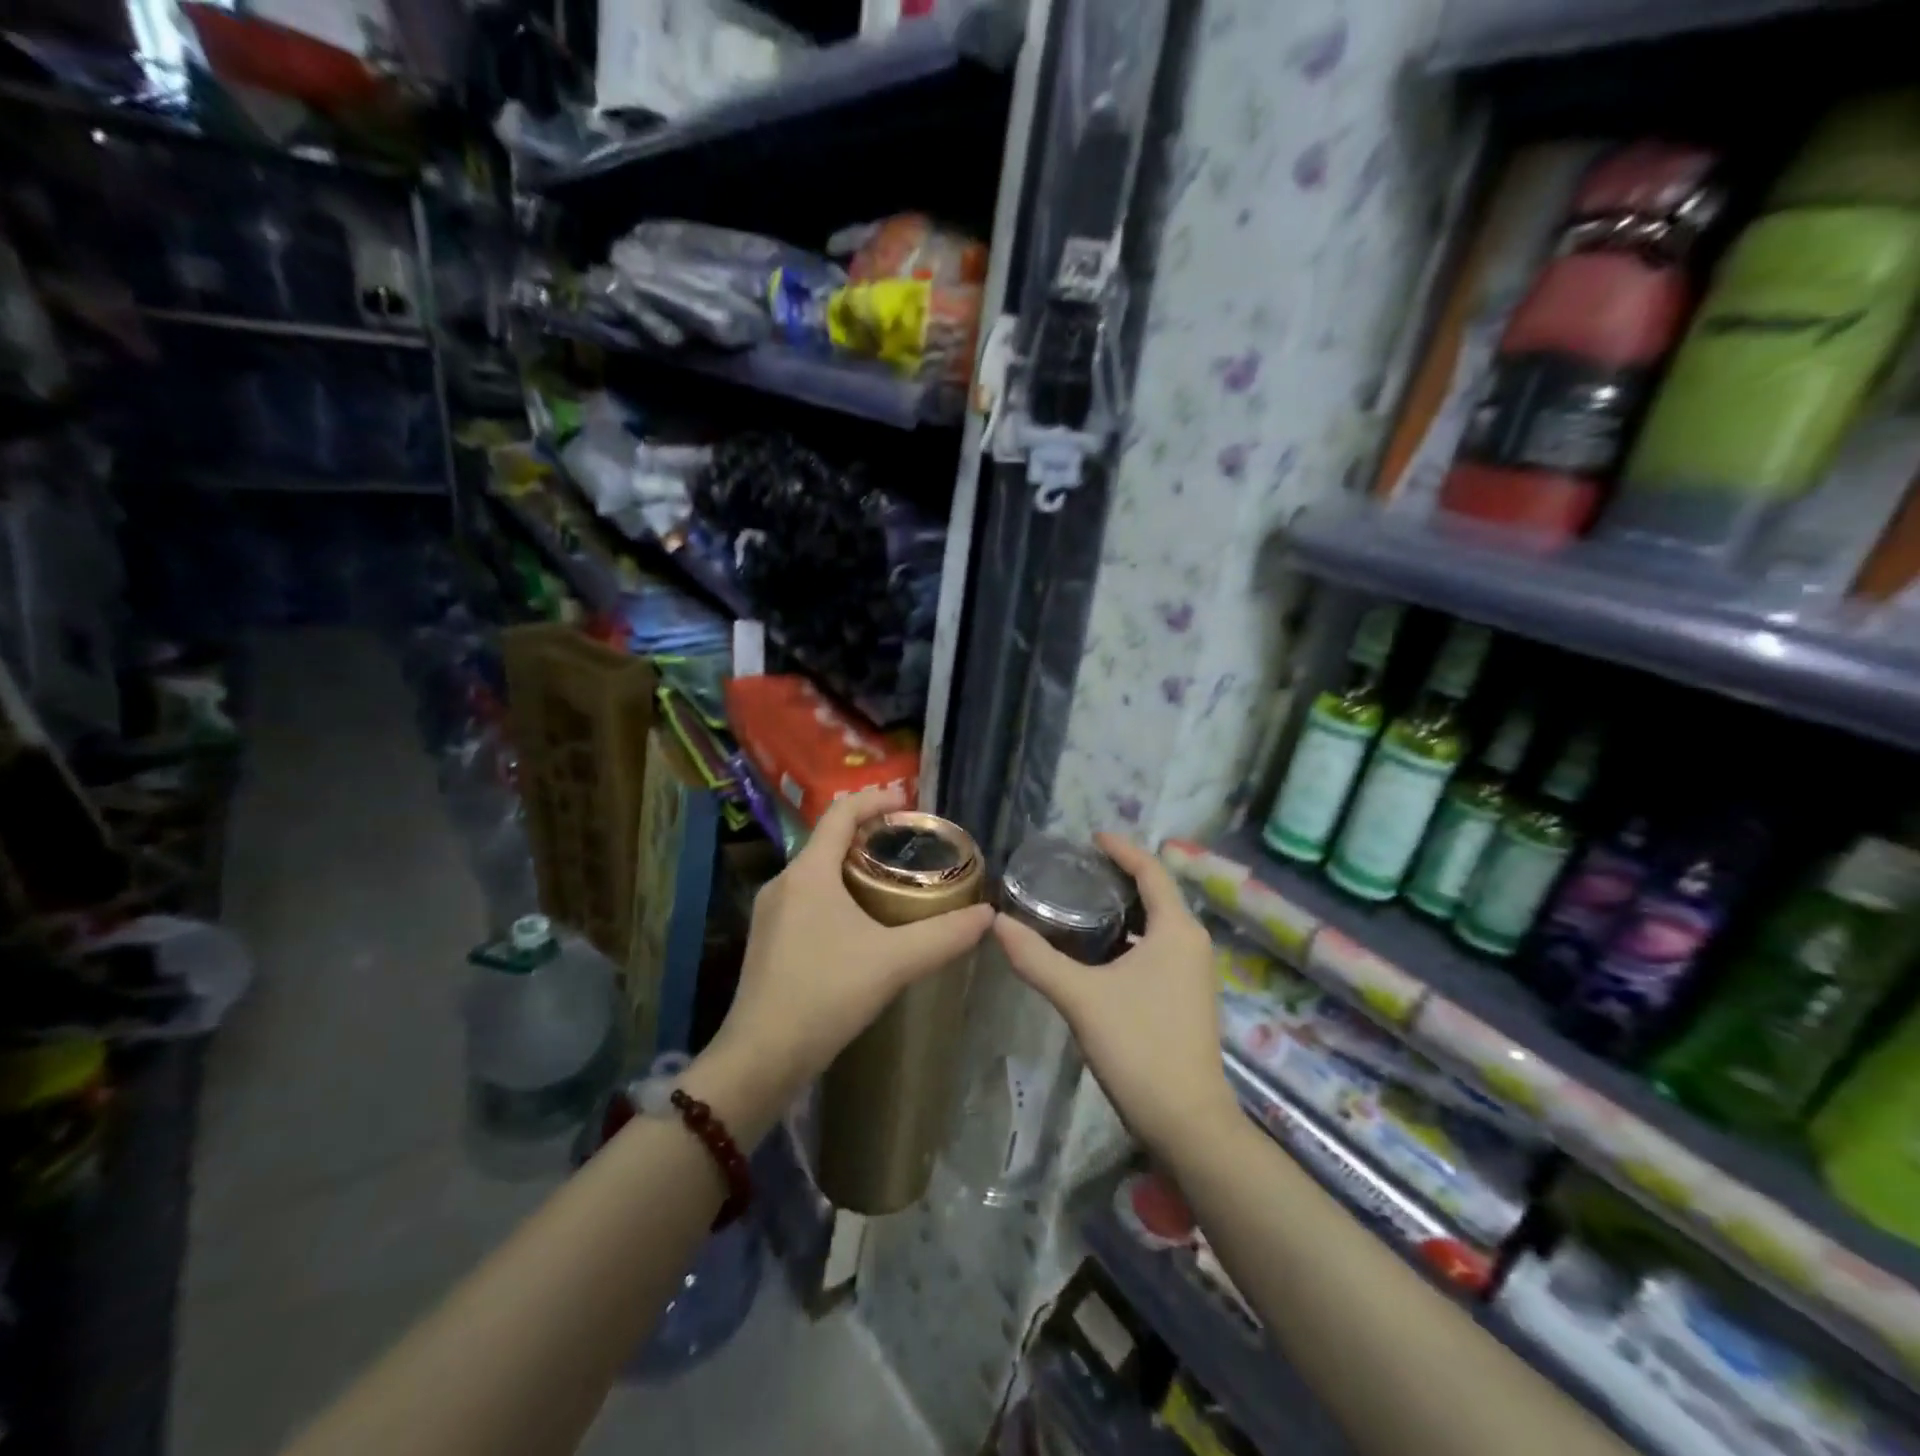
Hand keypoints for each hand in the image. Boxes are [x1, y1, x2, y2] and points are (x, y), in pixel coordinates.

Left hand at [705, 786, 994, 1108]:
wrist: (762, 1057)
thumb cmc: (826, 994)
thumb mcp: (894, 962)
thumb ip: (944, 936)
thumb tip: (987, 915)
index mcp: (809, 872)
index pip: (840, 812)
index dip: (874, 799)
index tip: (908, 802)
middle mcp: (784, 882)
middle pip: (829, 841)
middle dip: (869, 836)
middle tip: (910, 846)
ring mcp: (770, 912)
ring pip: (817, 872)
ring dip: (853, 867)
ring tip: (892, 882)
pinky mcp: (768, 940)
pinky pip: (808, 899)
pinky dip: (838, 894)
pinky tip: (862, 924)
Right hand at [993, 834, 1236, 1154]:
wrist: (1187, 1123)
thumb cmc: (1139, 1047)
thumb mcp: (1081, 998)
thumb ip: (1037, 958)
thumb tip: (995, 922)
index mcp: (1176, 930)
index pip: (1151, 871)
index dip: (1122, 849)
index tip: (1090, 837)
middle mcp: (1191, 944)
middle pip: (1155, 895)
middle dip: (1118, 879)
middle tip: (1074, 871)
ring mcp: (1193, 973)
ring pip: (1155, 926)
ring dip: (1122, 912)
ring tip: (1078, 905)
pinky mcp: (1186, 998)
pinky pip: (1156, 951)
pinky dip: (1128, 940)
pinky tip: (1095, 954)